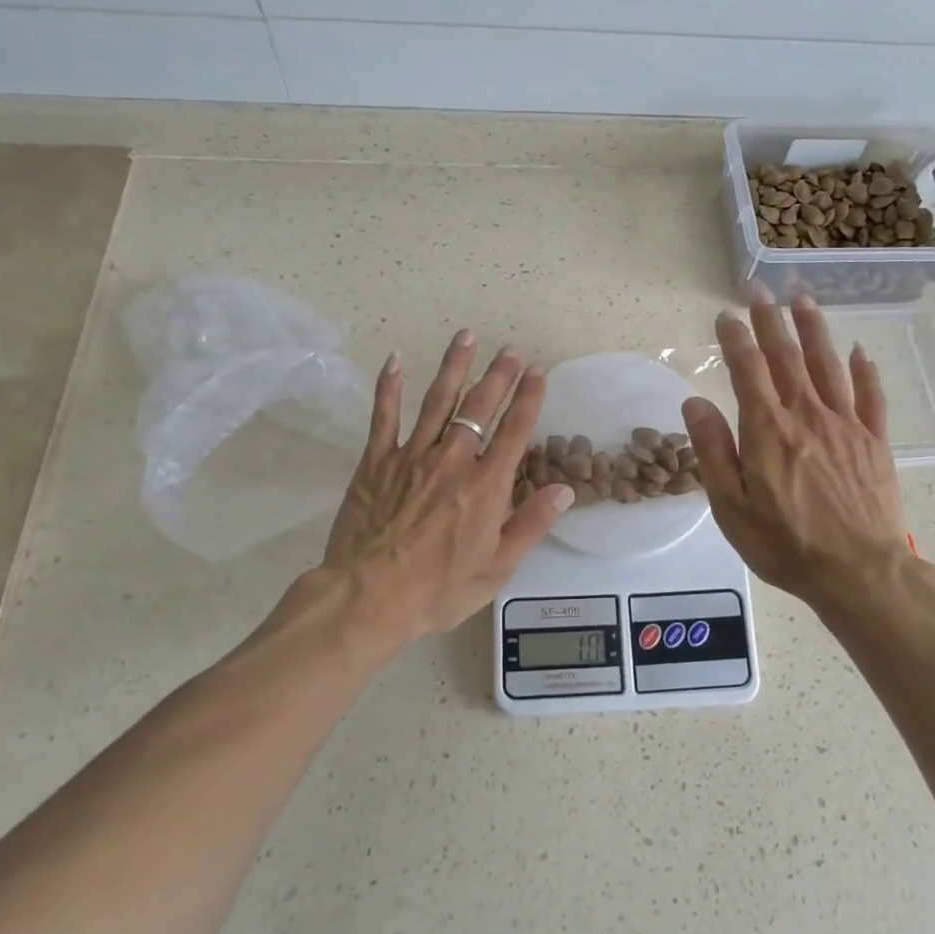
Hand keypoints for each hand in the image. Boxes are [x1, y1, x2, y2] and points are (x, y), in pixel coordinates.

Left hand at [320, 331, 573, 646]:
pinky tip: (396, 358)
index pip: (514, 430)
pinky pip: (384, 415)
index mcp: (486, 485)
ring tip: (467, 336)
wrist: (369, 597)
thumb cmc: (438, 589)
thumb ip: (531, 524)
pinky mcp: (376, 461)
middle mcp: (453, 460)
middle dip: (498, 375)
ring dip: (455, 366)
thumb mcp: (497, 567)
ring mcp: (412, 456)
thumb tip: (565, 490)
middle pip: (480, 407)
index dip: (529, 397)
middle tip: (510, 349)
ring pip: (438, 400)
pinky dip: (390, 386)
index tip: (538, 370)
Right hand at [682, 291, 917, 623]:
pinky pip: (871, 396)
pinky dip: (865, 370)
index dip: (735, 339)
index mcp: (768, 430)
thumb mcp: (731, 506)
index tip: (725, 315)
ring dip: (814, 328)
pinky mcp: (875, 441)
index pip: (748, 370)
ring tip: (803, 298)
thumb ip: (712, 450)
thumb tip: (694, 402)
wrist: (859, 573)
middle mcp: (807, 415)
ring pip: (828, 364)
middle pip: (787, 356)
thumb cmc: (785, 544)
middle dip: (770, 319)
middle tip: (759, 289)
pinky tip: (860, 350)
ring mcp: (846, 425)